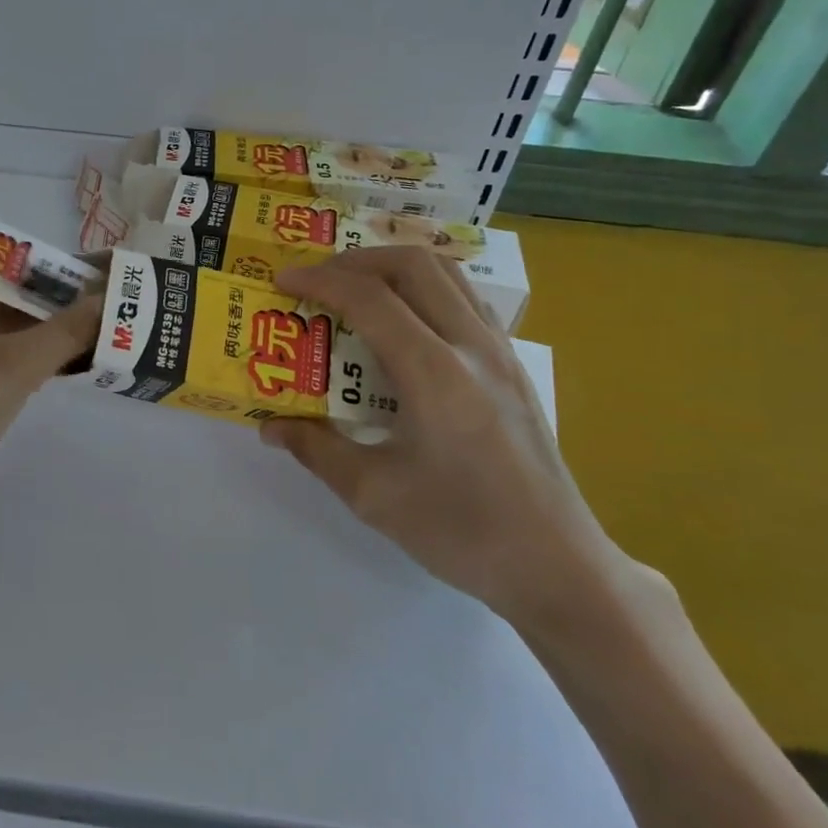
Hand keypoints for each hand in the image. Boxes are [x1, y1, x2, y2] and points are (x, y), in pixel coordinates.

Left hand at [0, 273, 100, 517]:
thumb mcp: (15, 367)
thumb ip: (66, 331)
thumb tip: (109, 300)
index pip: (0, 274)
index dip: (49, 287)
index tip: (87, 304)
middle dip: (34, 322)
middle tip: (80, 336)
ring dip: (14, 351)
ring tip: (59, 364)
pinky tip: (14, 395)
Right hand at [260, 246, 629, 627]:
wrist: (557, 565)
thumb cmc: (461, 531)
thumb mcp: (373, 495)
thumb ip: (316, 450)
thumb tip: (269, 426)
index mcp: (434, 374)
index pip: (369, 299)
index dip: (319, 281)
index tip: (282, 282)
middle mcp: (471, 347)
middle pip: (412, 265)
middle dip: (355, 261)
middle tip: (317, 281)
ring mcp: (500, 352)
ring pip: (447, 273)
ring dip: (394, 267)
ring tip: (357, 289)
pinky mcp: (514, 366)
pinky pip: (467, 299)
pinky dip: (427, 287)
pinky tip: (406, 321)